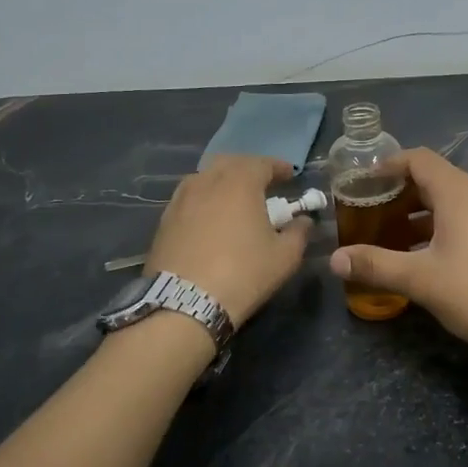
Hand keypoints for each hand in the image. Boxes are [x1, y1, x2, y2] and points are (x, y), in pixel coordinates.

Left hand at [148, 156, 310, 325]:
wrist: (185, 303)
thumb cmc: (243, 274)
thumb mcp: (285, 257)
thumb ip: (299, 232)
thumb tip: (303, 221)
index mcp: (240, 183)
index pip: (262, 163)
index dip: (278, 167)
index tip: (290, 175)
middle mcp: (207, 182)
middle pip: (230, 163)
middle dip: (248, 168)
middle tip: (262, 184)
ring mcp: (181, 200)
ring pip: (205, 178)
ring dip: (223, 181)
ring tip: (234, 199)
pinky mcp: (164, 220)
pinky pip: (189, 198)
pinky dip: (204, 199)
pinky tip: (210, 218)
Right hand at [328, 148, 467, 368]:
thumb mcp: (419, 280)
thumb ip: (374, 265)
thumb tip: (334, 260)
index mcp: (460, 192)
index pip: (419, 159)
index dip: (390, 165)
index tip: (365, 182)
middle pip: (438, 178)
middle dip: (404, 194)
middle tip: (375, 214)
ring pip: (457, 200)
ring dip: (426, 212)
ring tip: (398, 238)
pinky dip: (449, 224)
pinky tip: (434, 254)